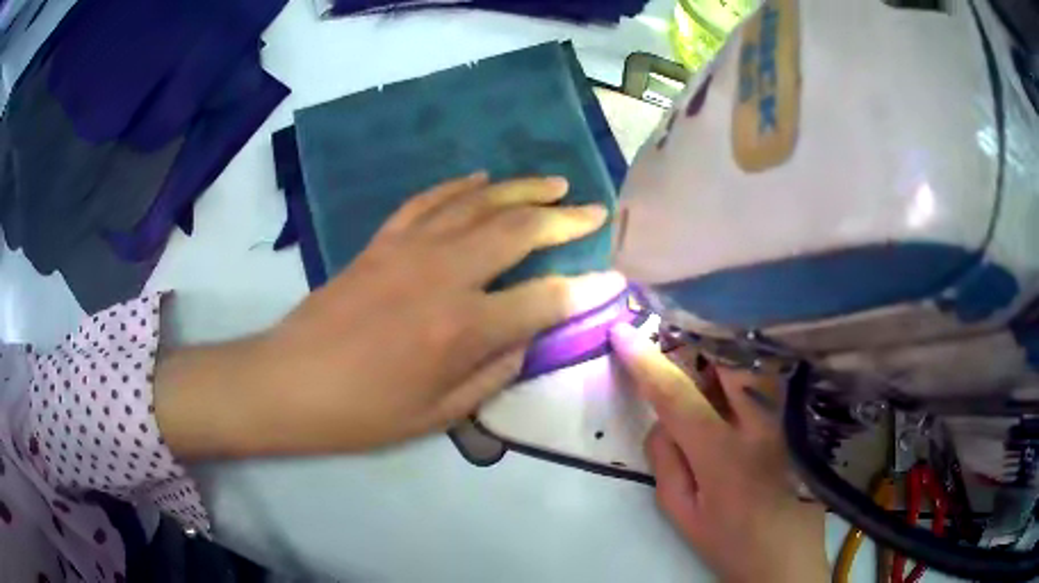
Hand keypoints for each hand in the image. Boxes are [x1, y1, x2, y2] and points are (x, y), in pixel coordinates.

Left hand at [157, 174, 624, 458]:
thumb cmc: (363, 412)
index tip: (613, 279)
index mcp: (462, 329)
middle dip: (565, 219)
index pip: (544, 299)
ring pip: (479, 203)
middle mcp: (443, 275)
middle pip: (518, 231)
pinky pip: (429, 200)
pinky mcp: (382, 241)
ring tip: (554, 183)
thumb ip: (494, 371)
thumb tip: (527, 336)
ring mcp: (409, 249)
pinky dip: (460, 186)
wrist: (290, 382)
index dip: (585, 290)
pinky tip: (483, 179)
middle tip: (594, 211)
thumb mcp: (438, 414)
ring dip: (522, 189)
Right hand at [610, 324, 828, 582]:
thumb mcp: (682, 513)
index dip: (645, 361)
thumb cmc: (730, 541)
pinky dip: (745, 370)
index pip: (677, 394)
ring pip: (751, 362)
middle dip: (693, 345)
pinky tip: (736, 388)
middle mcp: (762, 423)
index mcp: (723, 454)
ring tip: (707, 372)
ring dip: (722, 357)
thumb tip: (662, 419)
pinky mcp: (802, 417)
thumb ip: (665, 461)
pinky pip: (769, 377)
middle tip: (675, 351)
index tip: (622, 333)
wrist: (788, 555)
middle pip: (725, 359)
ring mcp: (789, 417)